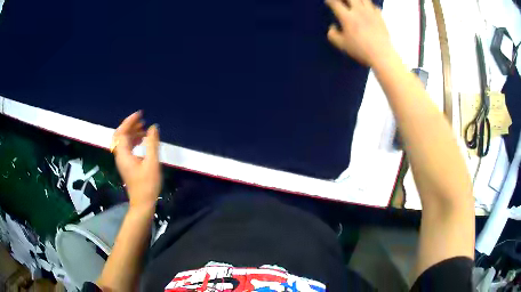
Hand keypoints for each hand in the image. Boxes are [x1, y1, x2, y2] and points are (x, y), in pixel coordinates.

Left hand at [112, 111, 160, 209]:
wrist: (143, 203)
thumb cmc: (148, 184)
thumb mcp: (152, 163)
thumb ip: (152, 143)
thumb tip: (153, 127)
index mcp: (123, 154)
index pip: (122, 132)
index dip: (130, 121)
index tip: (140, 115)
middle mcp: (120, 156)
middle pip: (119, 135)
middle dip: (129, 126)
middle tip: (142, 121)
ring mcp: (122, 161)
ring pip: (123, 141)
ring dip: (132, 133)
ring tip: (145, 129)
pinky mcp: (126, 165)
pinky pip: (126, 148)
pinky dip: (133, 140)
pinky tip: (143, 140)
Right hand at [325, 0, 392, 66]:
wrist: (382, 54)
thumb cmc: (361, 50)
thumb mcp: (342, 45)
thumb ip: (333, 35)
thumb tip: (332, 27)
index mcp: (347, 17)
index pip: (335, 3)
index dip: (329, 1)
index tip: (328, 2)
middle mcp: (358, 10)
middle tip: (341, 1)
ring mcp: (370, 12)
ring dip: (356, 0)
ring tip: (354, 3)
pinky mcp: (379, 16)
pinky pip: (373, 5)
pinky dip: (369, 5)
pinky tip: (367, 9)